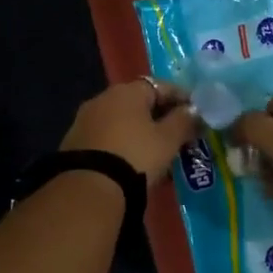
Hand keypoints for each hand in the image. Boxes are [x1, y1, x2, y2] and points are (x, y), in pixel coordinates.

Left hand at [61, 79, 198, 185]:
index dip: (182, 98)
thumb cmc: (136, 156)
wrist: (89, 187)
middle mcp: (103, 98)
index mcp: (127, 91)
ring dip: (141, 132)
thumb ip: (184, 121)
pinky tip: (133, 162)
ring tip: (157, 153)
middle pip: (140, 103)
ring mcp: (85, 119)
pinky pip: (108, 137)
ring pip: (122, 121)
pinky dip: (123, 144)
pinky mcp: (74, 142)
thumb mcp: (168, 140)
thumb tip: (194, 111)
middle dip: (161, 117)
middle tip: (178, 135)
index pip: (161, 86)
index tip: (197, 114)